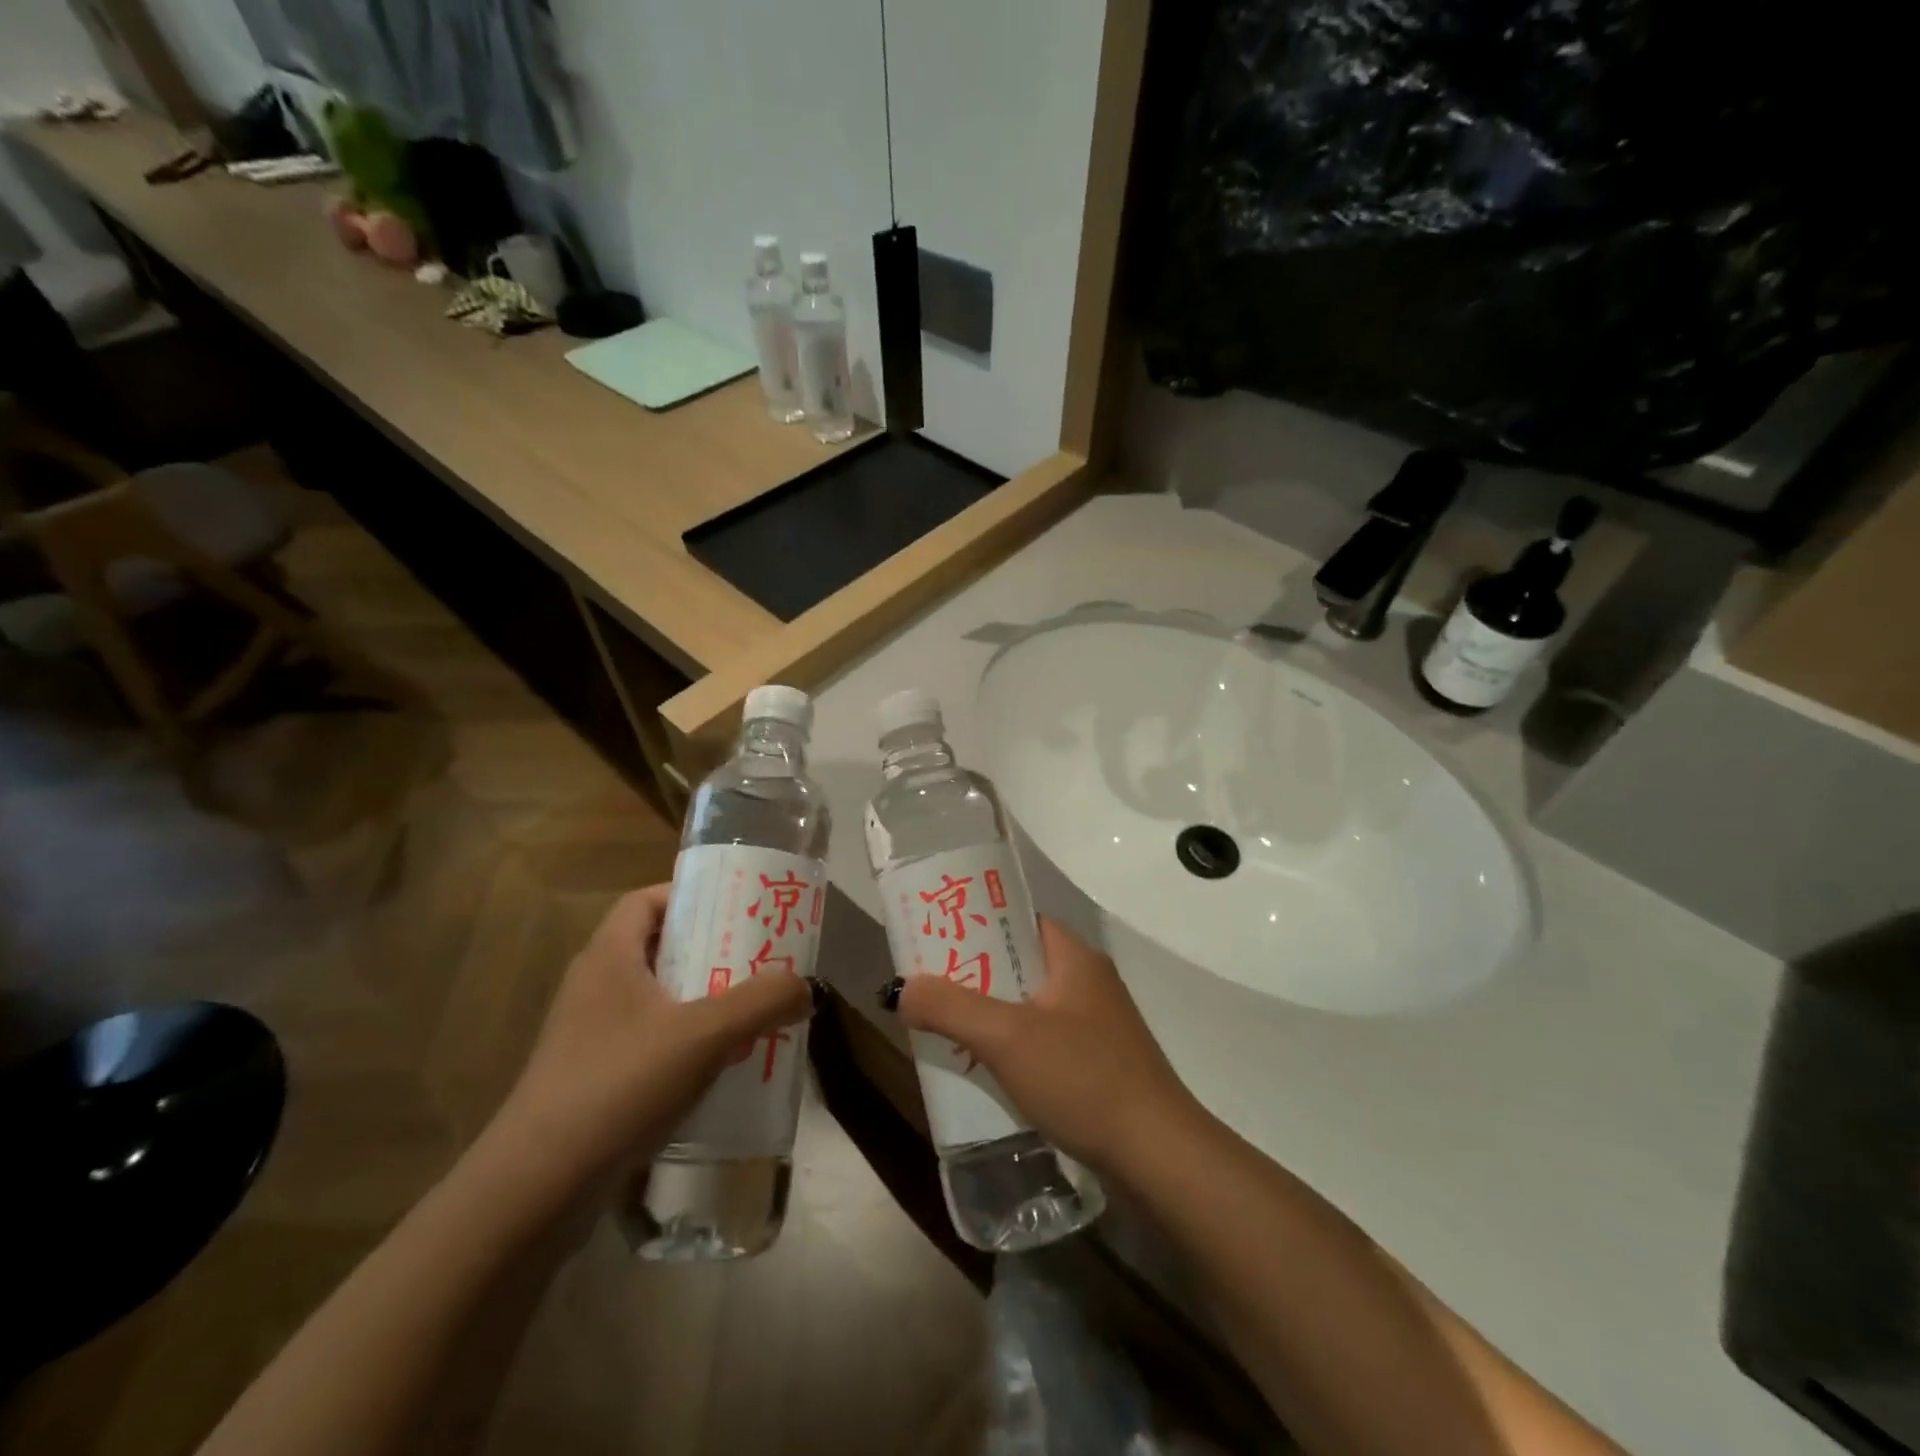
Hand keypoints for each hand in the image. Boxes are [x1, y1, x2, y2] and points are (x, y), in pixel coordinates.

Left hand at [489, 885, 812, 1190]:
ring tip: (751, 1011)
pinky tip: (720, 1067)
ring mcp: (589, 1036)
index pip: (646, 901)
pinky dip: (686, 1043)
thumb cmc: (617, 1087)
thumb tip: (806, 988)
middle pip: (659, 948)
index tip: (736, 907)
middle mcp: (595, 987)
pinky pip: (650, 1042)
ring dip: (703, 1000)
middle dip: (710, 951)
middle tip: (759, 959)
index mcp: (609, 958)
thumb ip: (761, 1002)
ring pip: (657, 999)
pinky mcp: (592, 1080)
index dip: (689, 896)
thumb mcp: (703, 1035)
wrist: (535, 1191)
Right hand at [895, 918, 1201, 1175]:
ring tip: (945, 1027)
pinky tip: (986, 1069)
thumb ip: (951, 1007)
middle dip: (974, 974)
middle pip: (1019, 963)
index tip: (936, 938)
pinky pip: (1042, 1040)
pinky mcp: (1097, 1062)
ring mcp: (1096, 1024)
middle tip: (930, 987)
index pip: (1018, 920)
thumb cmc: (1083, 1078)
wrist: (1157, 1155)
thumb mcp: (1007, 1037)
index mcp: (1074, 958)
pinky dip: (1012, 1046)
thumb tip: (903, 989)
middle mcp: (1087, 982)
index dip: (976, 924)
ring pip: (1028, 1005)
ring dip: (990, 1014)